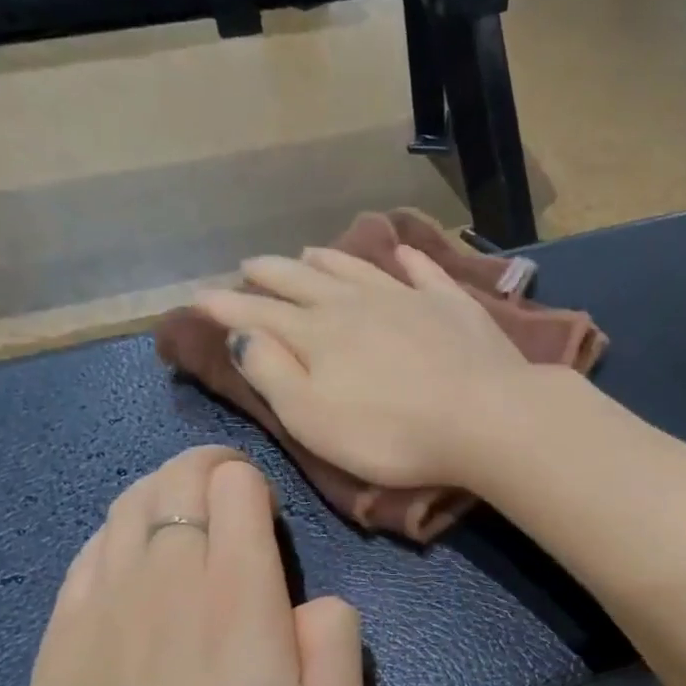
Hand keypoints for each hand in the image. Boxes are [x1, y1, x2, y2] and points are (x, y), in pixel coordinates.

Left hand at [0, 447, 362, 685]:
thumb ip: (337, 638)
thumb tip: (315, 603)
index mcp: (237, 588)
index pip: (234, 484)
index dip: (252, 481)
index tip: (266, 514)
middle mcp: (164, 575)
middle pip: (174, 481)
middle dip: (204, 469)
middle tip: (228, 494)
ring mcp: (100, 604)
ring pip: (124, 508)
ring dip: (158, 494)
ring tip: (180, 515)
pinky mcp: (55, 639)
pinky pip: (85, 555)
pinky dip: (113, 536)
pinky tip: (126, 561)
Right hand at [193, 244, 530, 488]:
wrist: (486, 418)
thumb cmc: (392, 434)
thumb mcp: (313, 418)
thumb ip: (272, 374)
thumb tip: (240, 335)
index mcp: (318, 335)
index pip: (260, 316)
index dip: (226, 308)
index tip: (199, 297)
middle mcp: (357, 305)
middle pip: (304, 282)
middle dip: (271, 274)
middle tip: (250, 265)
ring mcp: (408, 299)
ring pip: (357, 270)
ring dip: (328, 261)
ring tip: (307, 251)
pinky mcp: (454, 306)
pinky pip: (423, 272)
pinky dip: (407, 260)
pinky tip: (401, 253)